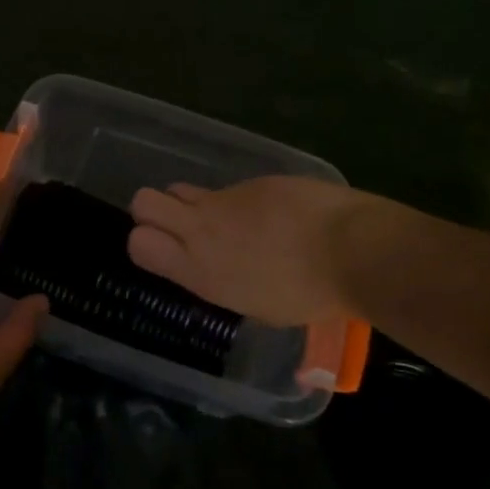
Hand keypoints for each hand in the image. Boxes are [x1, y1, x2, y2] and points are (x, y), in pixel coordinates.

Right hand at [128, 176, 384, 324]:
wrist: (351, 248)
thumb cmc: (309, 296)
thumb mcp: (258, 308)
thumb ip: (225, 283)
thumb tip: (223, 272)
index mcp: (200, 271)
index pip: (139, 242)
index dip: (145, 242)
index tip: (165, 252)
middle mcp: (202, 229)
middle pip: (143, 201)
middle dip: (153, 211)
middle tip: (181, 229)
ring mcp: (226, 199)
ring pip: (184, 189)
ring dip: (198, 205)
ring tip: (234, 225)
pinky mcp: (253, 181)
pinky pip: (232, 189)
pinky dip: (244, 203)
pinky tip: (276, 219)